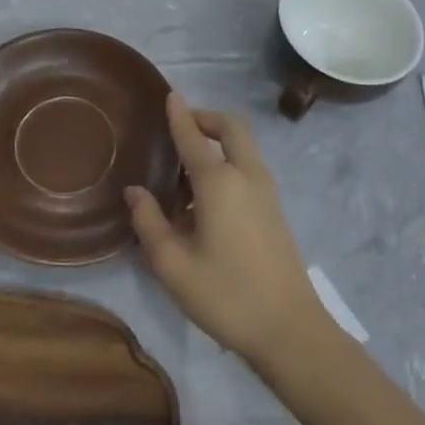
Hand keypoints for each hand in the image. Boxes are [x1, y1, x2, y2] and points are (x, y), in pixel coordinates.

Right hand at [126, 94, 325, 368]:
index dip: (179, 114)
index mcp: (219, 182)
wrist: (289, 330)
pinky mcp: (275, 209)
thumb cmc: (225, 295)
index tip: (169, 94)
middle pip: (231, 127)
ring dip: (218, 141)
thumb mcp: (173, 265)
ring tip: (187, 167)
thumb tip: (135, 191)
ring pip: (243, 146)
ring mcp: (266, 191)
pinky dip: (229, 161)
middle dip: (206, 117)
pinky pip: (249, 167)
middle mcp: (246, 175)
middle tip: (182, 125)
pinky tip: (207, 198)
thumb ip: (149, 222)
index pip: (193, 136)